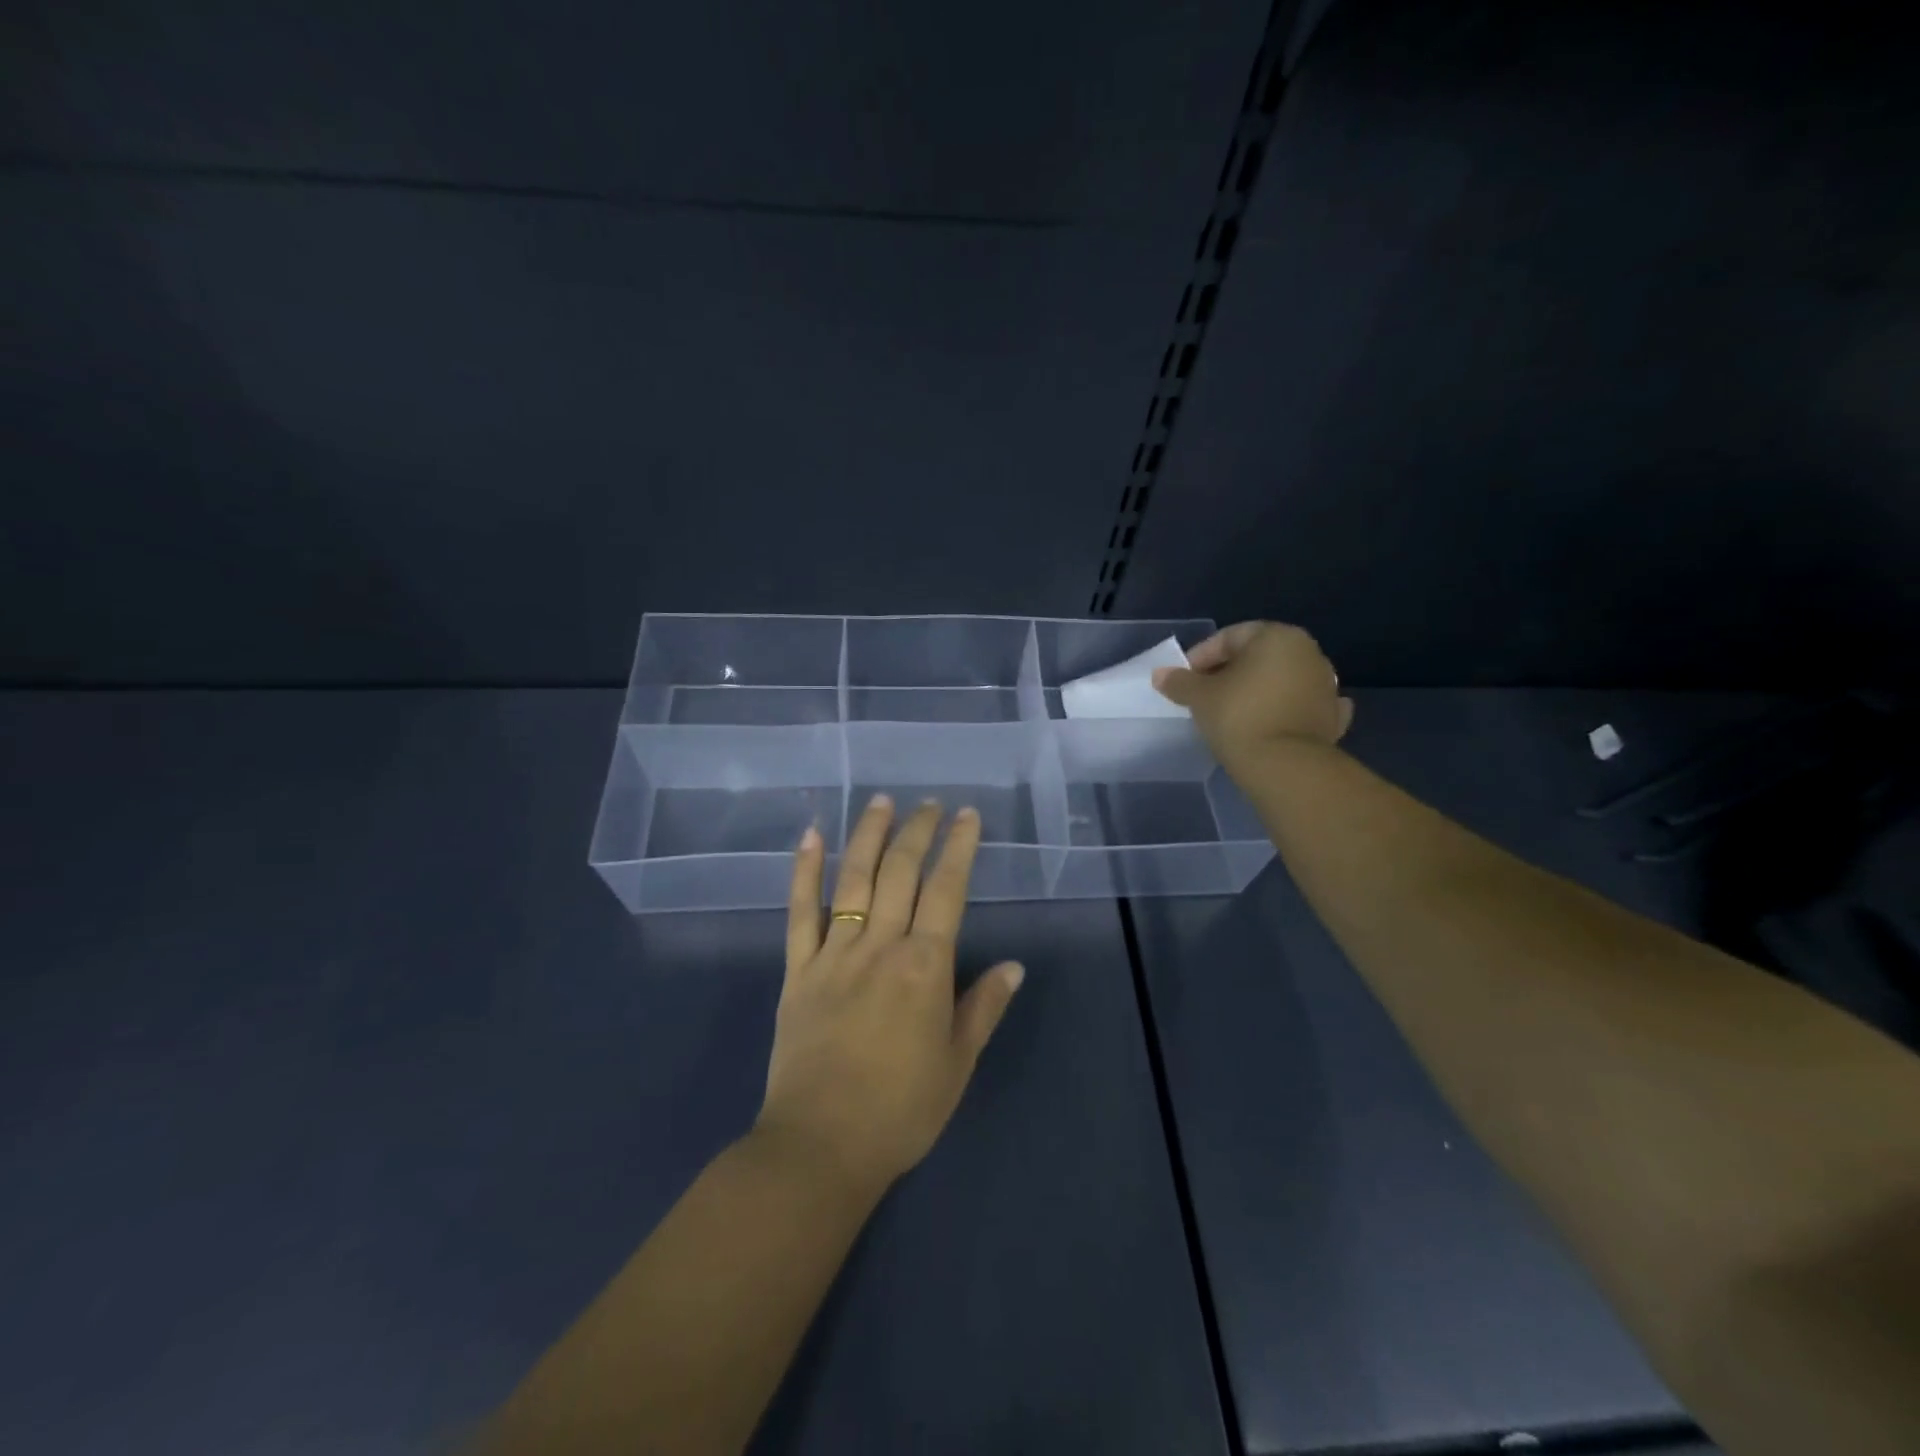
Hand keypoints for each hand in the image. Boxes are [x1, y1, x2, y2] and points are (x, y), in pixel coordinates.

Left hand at [755, 795, 1024, 1199]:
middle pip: (901, 872)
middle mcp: (881, 946)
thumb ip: (983, 1007)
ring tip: (880, 802)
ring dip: (868, 834)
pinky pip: (800, 911)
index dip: (959, 848)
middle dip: (918, 831)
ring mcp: (834, 953)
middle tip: (929, 804)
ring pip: (853, 878)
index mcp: (925, 966)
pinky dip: (804, 871)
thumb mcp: (958, 1063)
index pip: (947, 890)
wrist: (821, 1145)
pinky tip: (810, 836)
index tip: (967, 816)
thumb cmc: (901, 1109)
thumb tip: (1014, 965)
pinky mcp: (798, 969)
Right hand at [1152, 621, 1353, 767]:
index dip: (1201, 656)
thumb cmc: (1239, 717)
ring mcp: (1326, 684)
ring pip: (1282, 679)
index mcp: (1276, 636)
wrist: (1286, 766)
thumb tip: (1161, 674)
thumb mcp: (1199, 697)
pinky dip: (1287, 709)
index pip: (1229, 637)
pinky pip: (1303, 705)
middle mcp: (1307, 652)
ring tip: (1232, 711)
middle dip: (1230, 671)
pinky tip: (1274, 720)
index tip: (1184, 679)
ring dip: (1258, 689)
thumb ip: (1179, 682)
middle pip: (1258, 656)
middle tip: (1204, 694)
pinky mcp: (1332, 716)